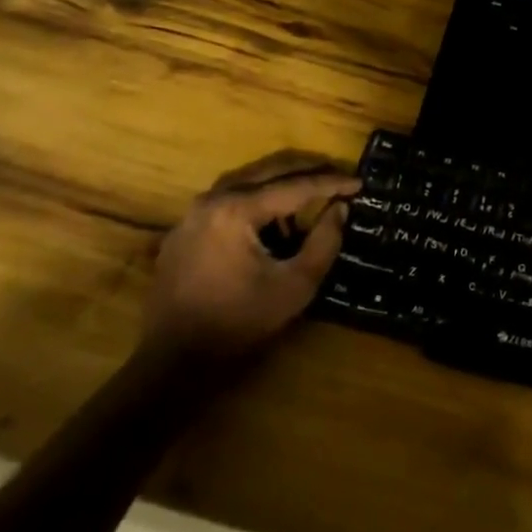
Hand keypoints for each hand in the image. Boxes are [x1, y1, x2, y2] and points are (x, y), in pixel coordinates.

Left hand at [145, 151, 358, 358]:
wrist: (172, 360)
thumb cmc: (237, 322)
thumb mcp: (294, 286)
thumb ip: (324, 242)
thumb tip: (340, 208)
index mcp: (237, 209)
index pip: (295, 186)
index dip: (331, 183)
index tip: (359, 183)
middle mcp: (213, 199)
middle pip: (269, 171)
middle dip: (307, 171)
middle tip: (338, 177)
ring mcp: (193, 213)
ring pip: (247, 182)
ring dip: (281, 184)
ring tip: (310, 197)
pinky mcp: (184, 230)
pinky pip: (227, 201)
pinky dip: (256, 201)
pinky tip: (271, 222)